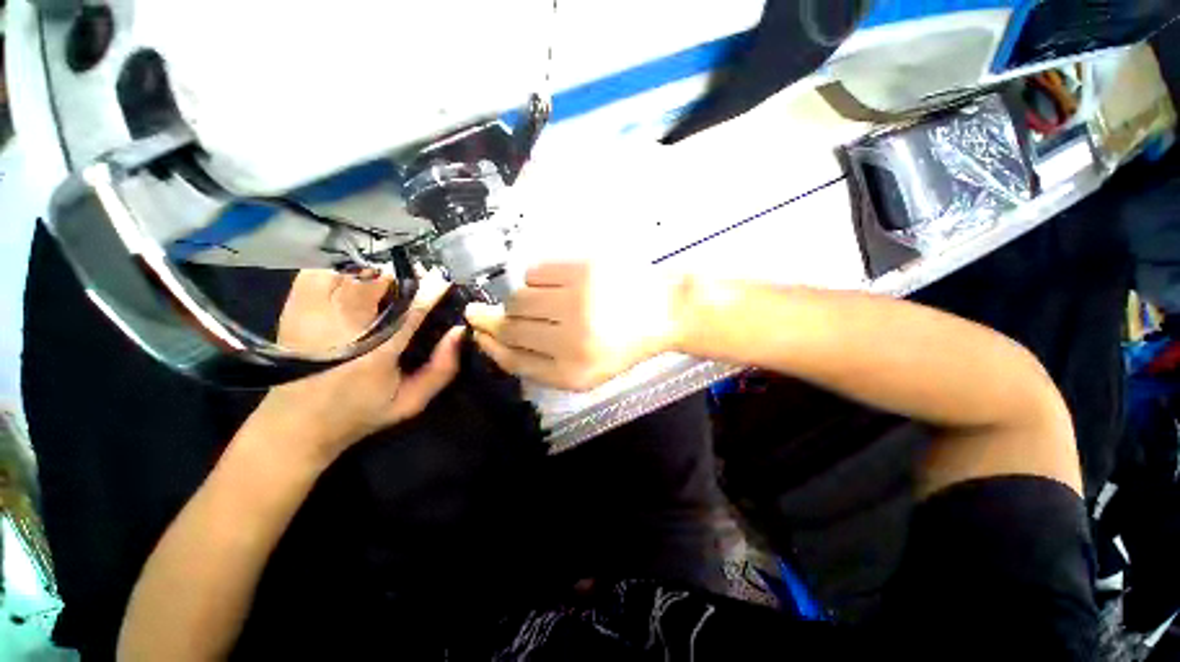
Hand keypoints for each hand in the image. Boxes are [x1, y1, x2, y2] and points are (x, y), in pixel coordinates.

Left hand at [247, 269, 463, 468]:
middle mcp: (343, 329)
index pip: (410, 311)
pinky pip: (318, 274)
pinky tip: (351, 285)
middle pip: (377, 283)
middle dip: (402, 278)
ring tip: (384, 284)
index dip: (431, 291)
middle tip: (415, 282)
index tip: (445, 280)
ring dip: (372, 274)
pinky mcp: (293, 310)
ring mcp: (312, 316)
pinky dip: (339, 273)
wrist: (295, 424)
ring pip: (348, 274)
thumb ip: (442, 369)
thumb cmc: (360, 413)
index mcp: (377, 354)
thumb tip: (459, 331)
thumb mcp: (411, 402)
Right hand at [464, 262, 684, 390]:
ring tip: (540, 300)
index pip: (514, 360)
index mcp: (574, 373)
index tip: (477, 333)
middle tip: (482, 311)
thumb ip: (542, 363)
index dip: (490, 346)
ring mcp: (577, 301)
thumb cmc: (625, 344)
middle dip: (493, 320)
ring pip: (519, 298)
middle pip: (511, 328)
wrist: (665, 311)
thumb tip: (494, 340)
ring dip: (520, 300)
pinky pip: (535, 271)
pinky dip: (537, 278)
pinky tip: (556, 284)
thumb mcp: (587, 371)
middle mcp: (572, 341)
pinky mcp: (582, 269)